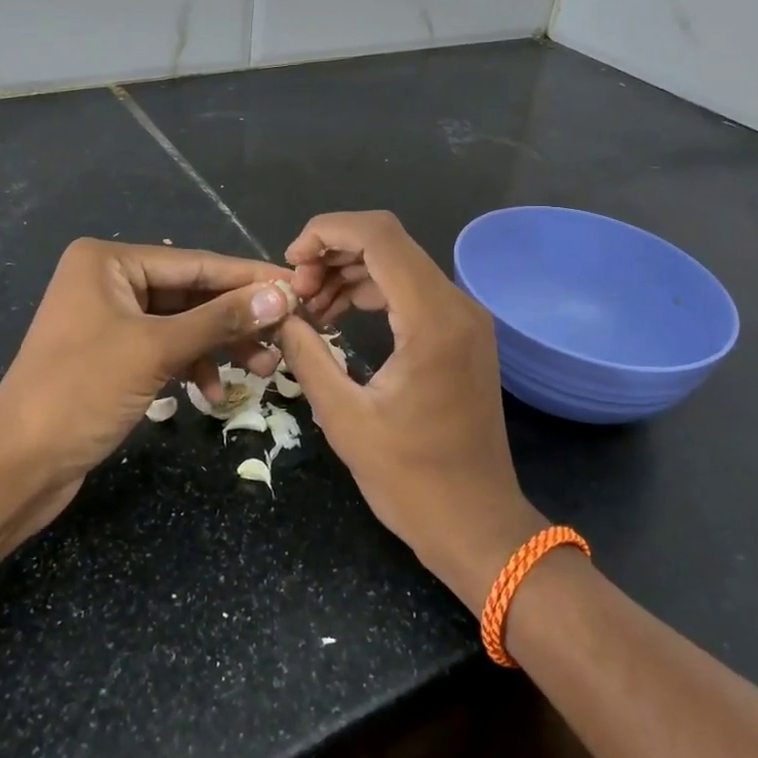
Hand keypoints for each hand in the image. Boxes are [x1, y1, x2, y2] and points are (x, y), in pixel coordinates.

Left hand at [0, 239, 296, 520]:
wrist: (16, 464)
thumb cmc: (82, 391)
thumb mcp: (156, 350)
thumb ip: (220, 319)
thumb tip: (281, 295)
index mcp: (109, 261)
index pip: (195, 264)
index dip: (248, 278)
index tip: (298, 286)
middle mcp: (108, 280)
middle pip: (191, 294)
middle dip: (236, 319)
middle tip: (285, 336)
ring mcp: (109, 319)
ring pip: (182, 324)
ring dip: (220, 346)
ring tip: (263, 370)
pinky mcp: (112, 355)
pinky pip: (165, 349)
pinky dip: (191, 367)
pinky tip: (211, 394)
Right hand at [277, 212, 544, 608]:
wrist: (478, 524)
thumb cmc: (411, 480)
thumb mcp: (344, 418)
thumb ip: (307, 355)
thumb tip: (279, 314)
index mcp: (431, 319)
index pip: (378, 236)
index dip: (326, 232)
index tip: (291, 264)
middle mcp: (456, 305)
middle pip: (388, 242)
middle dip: (333, 252)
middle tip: (296, 290)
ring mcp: (465, 318)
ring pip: (399, 263)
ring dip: (350, 271)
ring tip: (309, 304)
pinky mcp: (462, 334)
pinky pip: (412, 291)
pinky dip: (373, 291)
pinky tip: (338, 315)